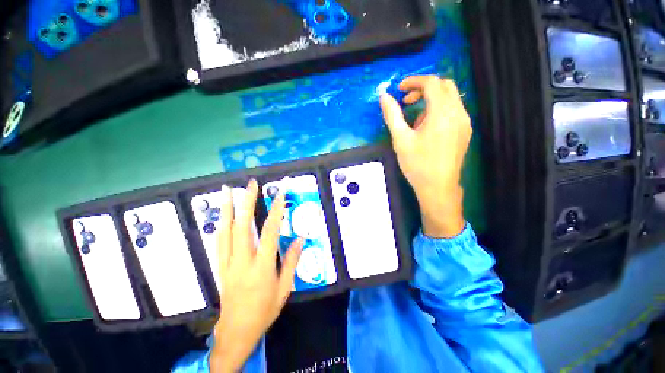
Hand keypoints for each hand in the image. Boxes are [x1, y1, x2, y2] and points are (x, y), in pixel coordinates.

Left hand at [210, 180, 303, 372]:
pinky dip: (220, 224)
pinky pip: (218, 241)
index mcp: (262, 267)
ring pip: (225, 231)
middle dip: (246, 202)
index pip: (269, 232)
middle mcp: (242, 261)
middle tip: (249, 184)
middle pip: (242, 226)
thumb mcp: (285, 288)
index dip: (275, 211)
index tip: (279, 195)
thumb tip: (300, 239)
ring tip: (226, 190)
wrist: (237, 330)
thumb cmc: (265, 309)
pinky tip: (221, 214)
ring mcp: (227, 263)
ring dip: (226, 209)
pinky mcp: (220, 266)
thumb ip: (291, 261)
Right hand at [380, 76, 470, 237]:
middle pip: (444, 86)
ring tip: (415, 120)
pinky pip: (453, 111)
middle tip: (406, 102)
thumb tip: (384, 96)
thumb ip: (392, 115)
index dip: (414, 81)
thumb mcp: (401, 139)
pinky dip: (439, 110)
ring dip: (431, 100)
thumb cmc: (417, 164)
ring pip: (450, 98)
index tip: (399, 89)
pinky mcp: (465, 131)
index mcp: (442, 113)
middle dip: (424, 88)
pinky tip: (428, 128)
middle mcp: (458, 113)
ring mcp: (465, 122)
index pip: (432, 83)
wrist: (438, 187)